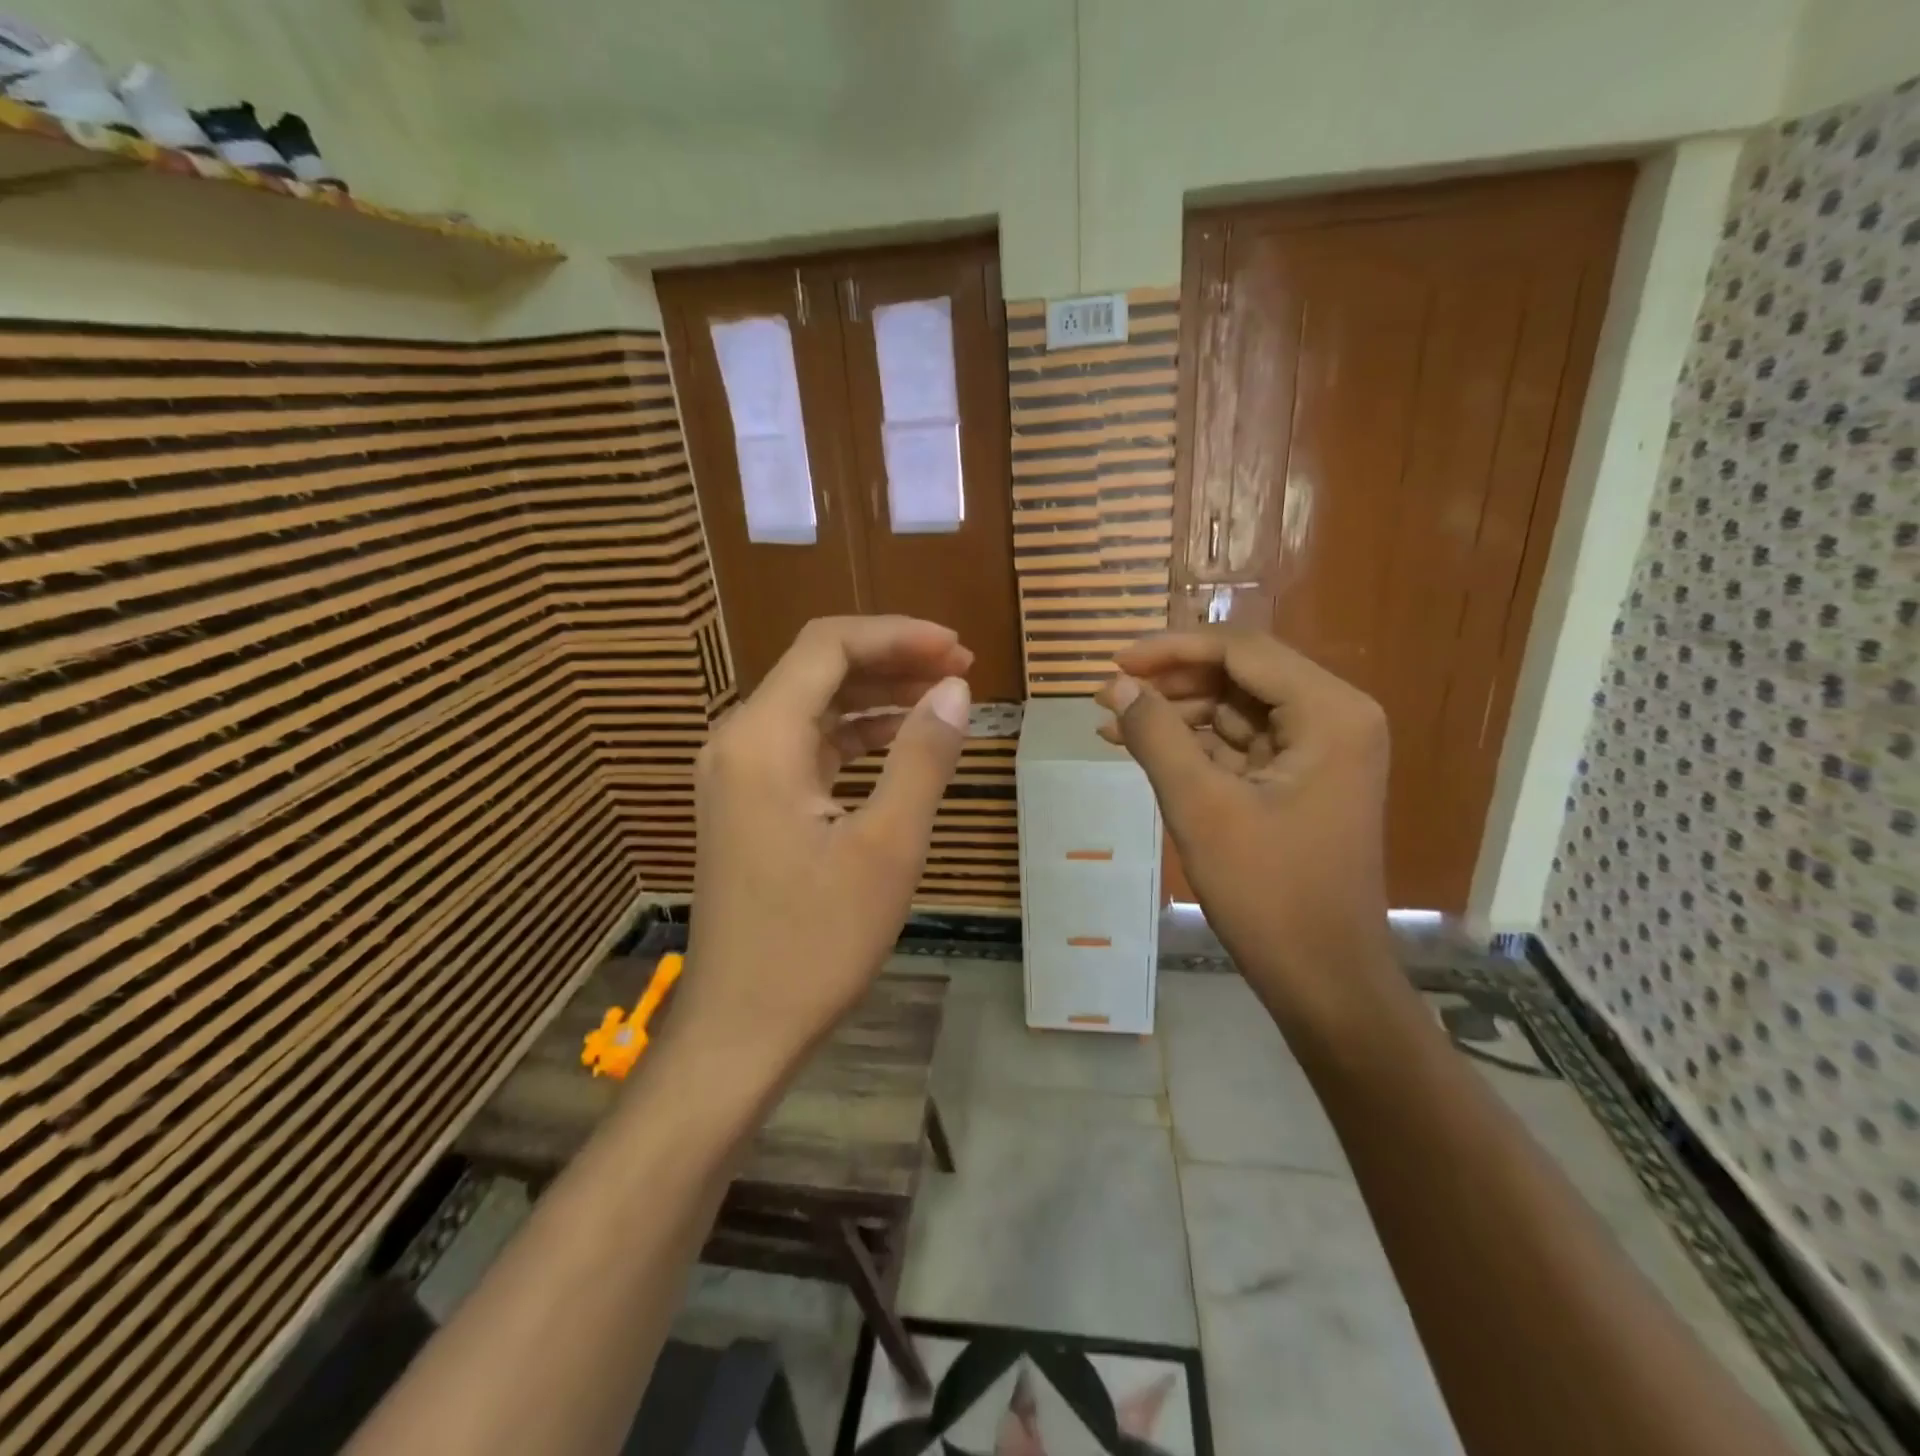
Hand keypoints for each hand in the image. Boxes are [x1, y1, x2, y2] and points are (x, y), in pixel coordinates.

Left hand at [673, 617, 971, 1077]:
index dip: (897, 635)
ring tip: (941, 700)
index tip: (958, 649)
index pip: (828, 647)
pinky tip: (898, 745)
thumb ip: (922, 757)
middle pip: (818, 670)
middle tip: (961, 672)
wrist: (741, 1027)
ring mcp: (737, 774)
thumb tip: (956, 689)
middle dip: (891, 661)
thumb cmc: (816, 941)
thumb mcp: (888, 846)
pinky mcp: (747, 804)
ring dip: (875, 697)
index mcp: (762, 739)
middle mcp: (738, 742)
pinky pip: (805, 748)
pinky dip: (854, 738)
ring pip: (812, 708)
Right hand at [1095, 629, 1392, 1024]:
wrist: (1323, 977)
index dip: (1171, 650)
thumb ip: (1156, 735)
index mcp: (1330, 712)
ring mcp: (1322, 750)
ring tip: (1112, 723)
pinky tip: (1143, 747)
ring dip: (1177, 713)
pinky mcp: (1302, 780)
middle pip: (1241, 675)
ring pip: (1236, 709)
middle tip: (1107, 695)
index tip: (1113, 662)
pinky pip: (1241, 744)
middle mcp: (1336, 718)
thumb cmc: (1268, 892)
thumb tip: (1115, 685)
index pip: (1242, 651)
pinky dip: (1194, 745)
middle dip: (1171, 682)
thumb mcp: (1201, 807)